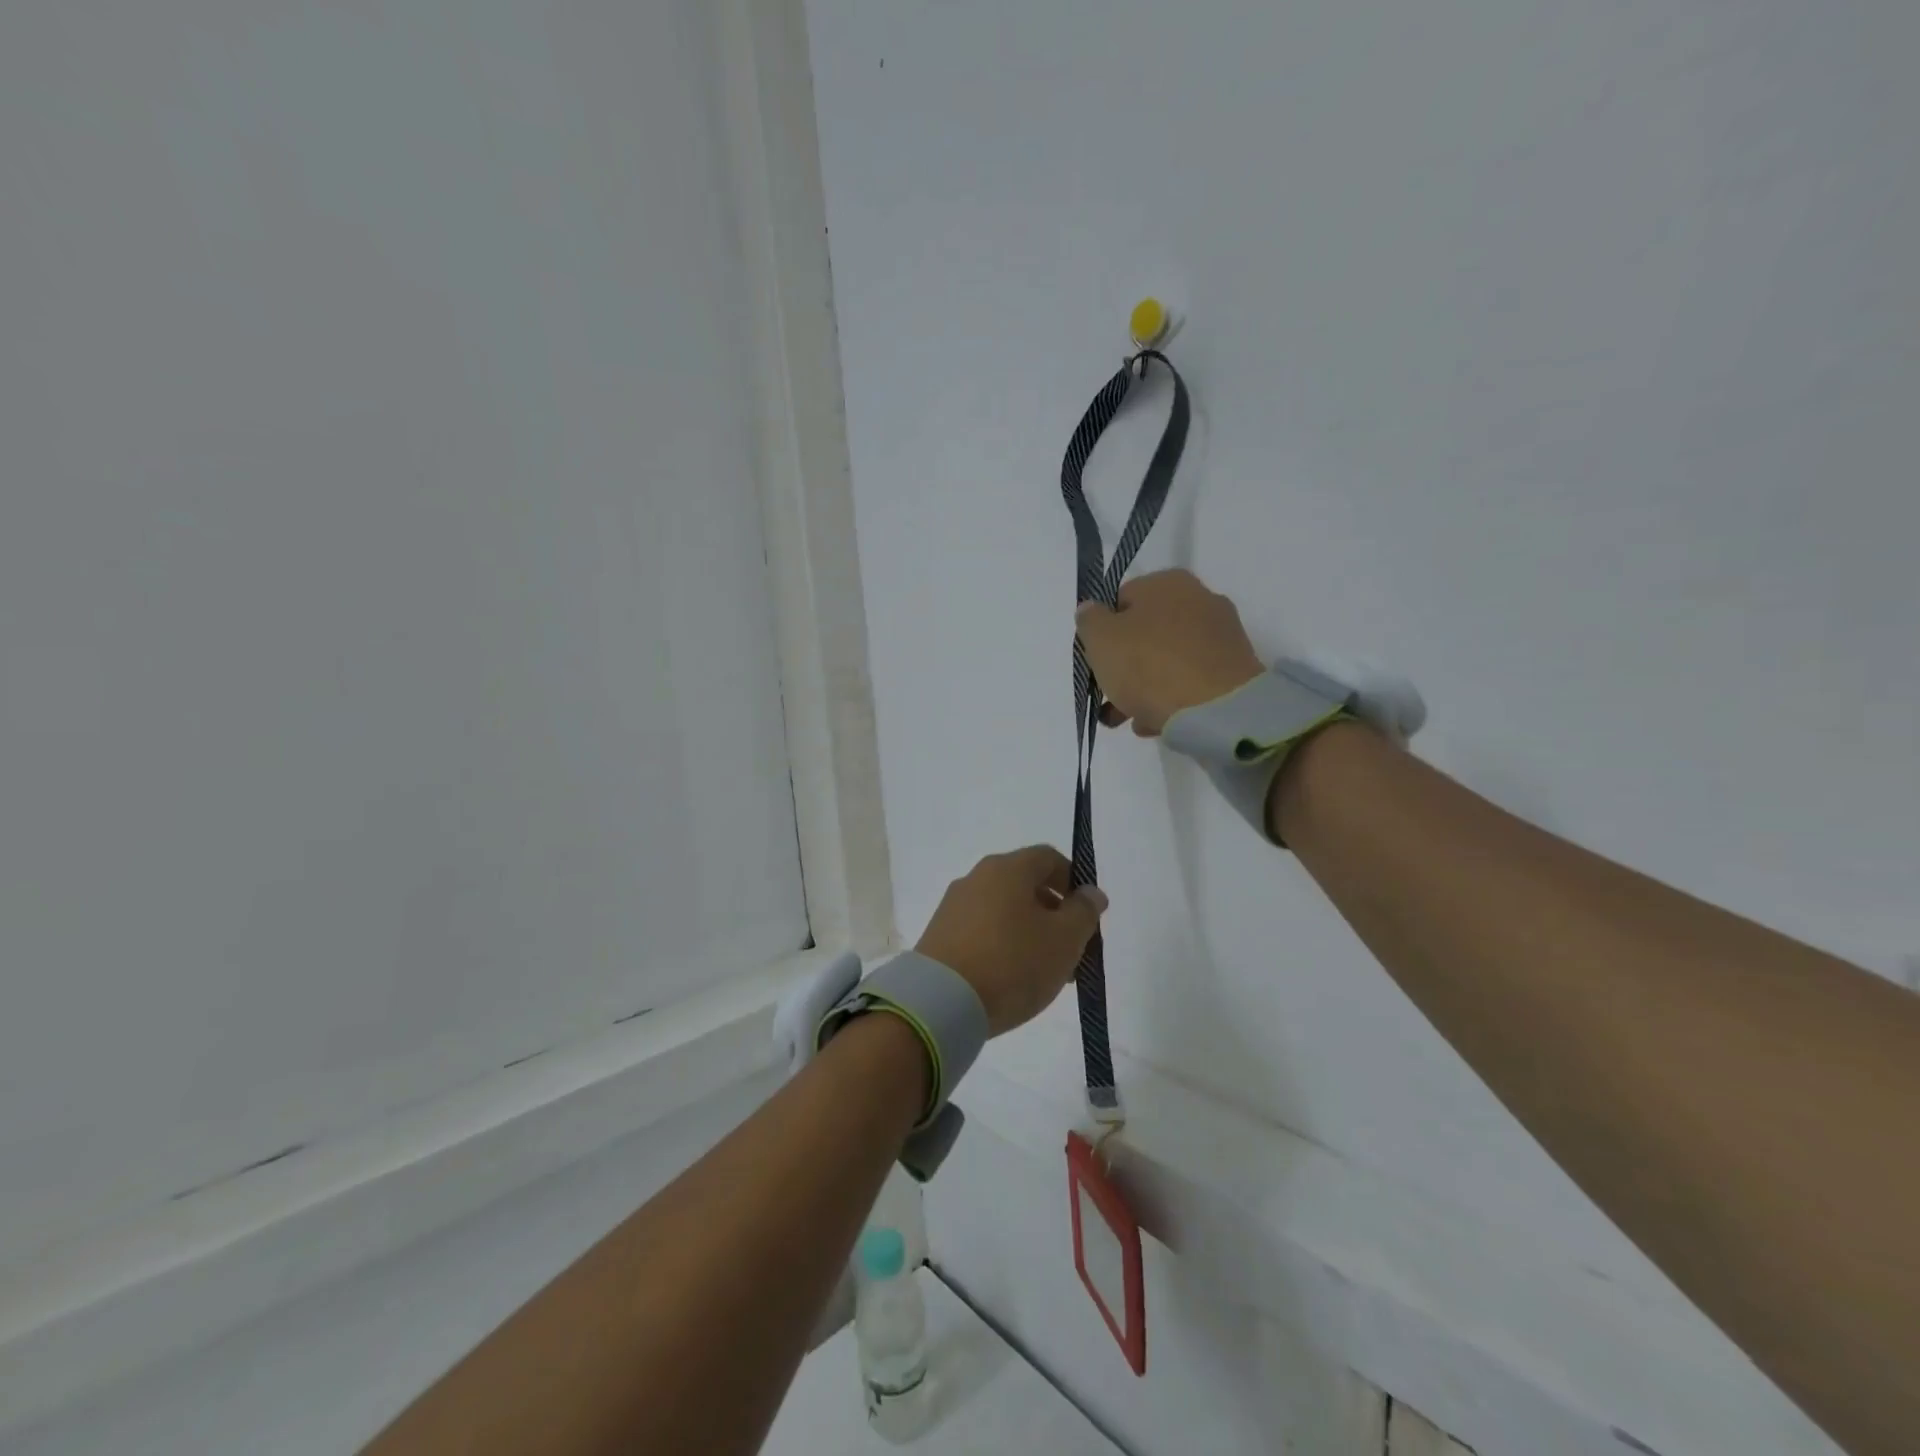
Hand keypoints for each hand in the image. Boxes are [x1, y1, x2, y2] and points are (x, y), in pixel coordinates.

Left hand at [915, 846, 1107, 1035]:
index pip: (1048, 858)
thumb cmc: (1012, 963)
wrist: (941, 1002)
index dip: (1074, 881)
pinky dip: (1003, 945)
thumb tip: (1090, 892)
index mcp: (1007, 868)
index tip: (1087, 916)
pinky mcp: (940, 934)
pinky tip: (1012, 978)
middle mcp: (977, 878)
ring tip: (1045, 972)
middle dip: (1054, 914)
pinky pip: (982, 930)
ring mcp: (954, 906)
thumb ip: (1083, 912)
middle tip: (1072, 951)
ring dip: (1030, 933)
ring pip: (1004, 910)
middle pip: (1025, 885)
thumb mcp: (1064, 940)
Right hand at [1073, 569, 1263, 735]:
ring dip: (1144, 688)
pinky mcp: (1234, 670)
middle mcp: (1200, 599)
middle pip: (1146, 633)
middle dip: (1123, 666)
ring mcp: (1221, 636)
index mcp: (1167, 582)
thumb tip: (1092, 610)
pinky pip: (1191, 681)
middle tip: (1107, 697)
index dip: (1102, 632)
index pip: (1121, 600)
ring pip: (1168, 660)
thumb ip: (1089, 620)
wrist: (1217, 711)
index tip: (1094, 661)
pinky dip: (1172, 699)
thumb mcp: (1100, 639)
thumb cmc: (1149, 666)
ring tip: (1128, 719)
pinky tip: (1156, 722)